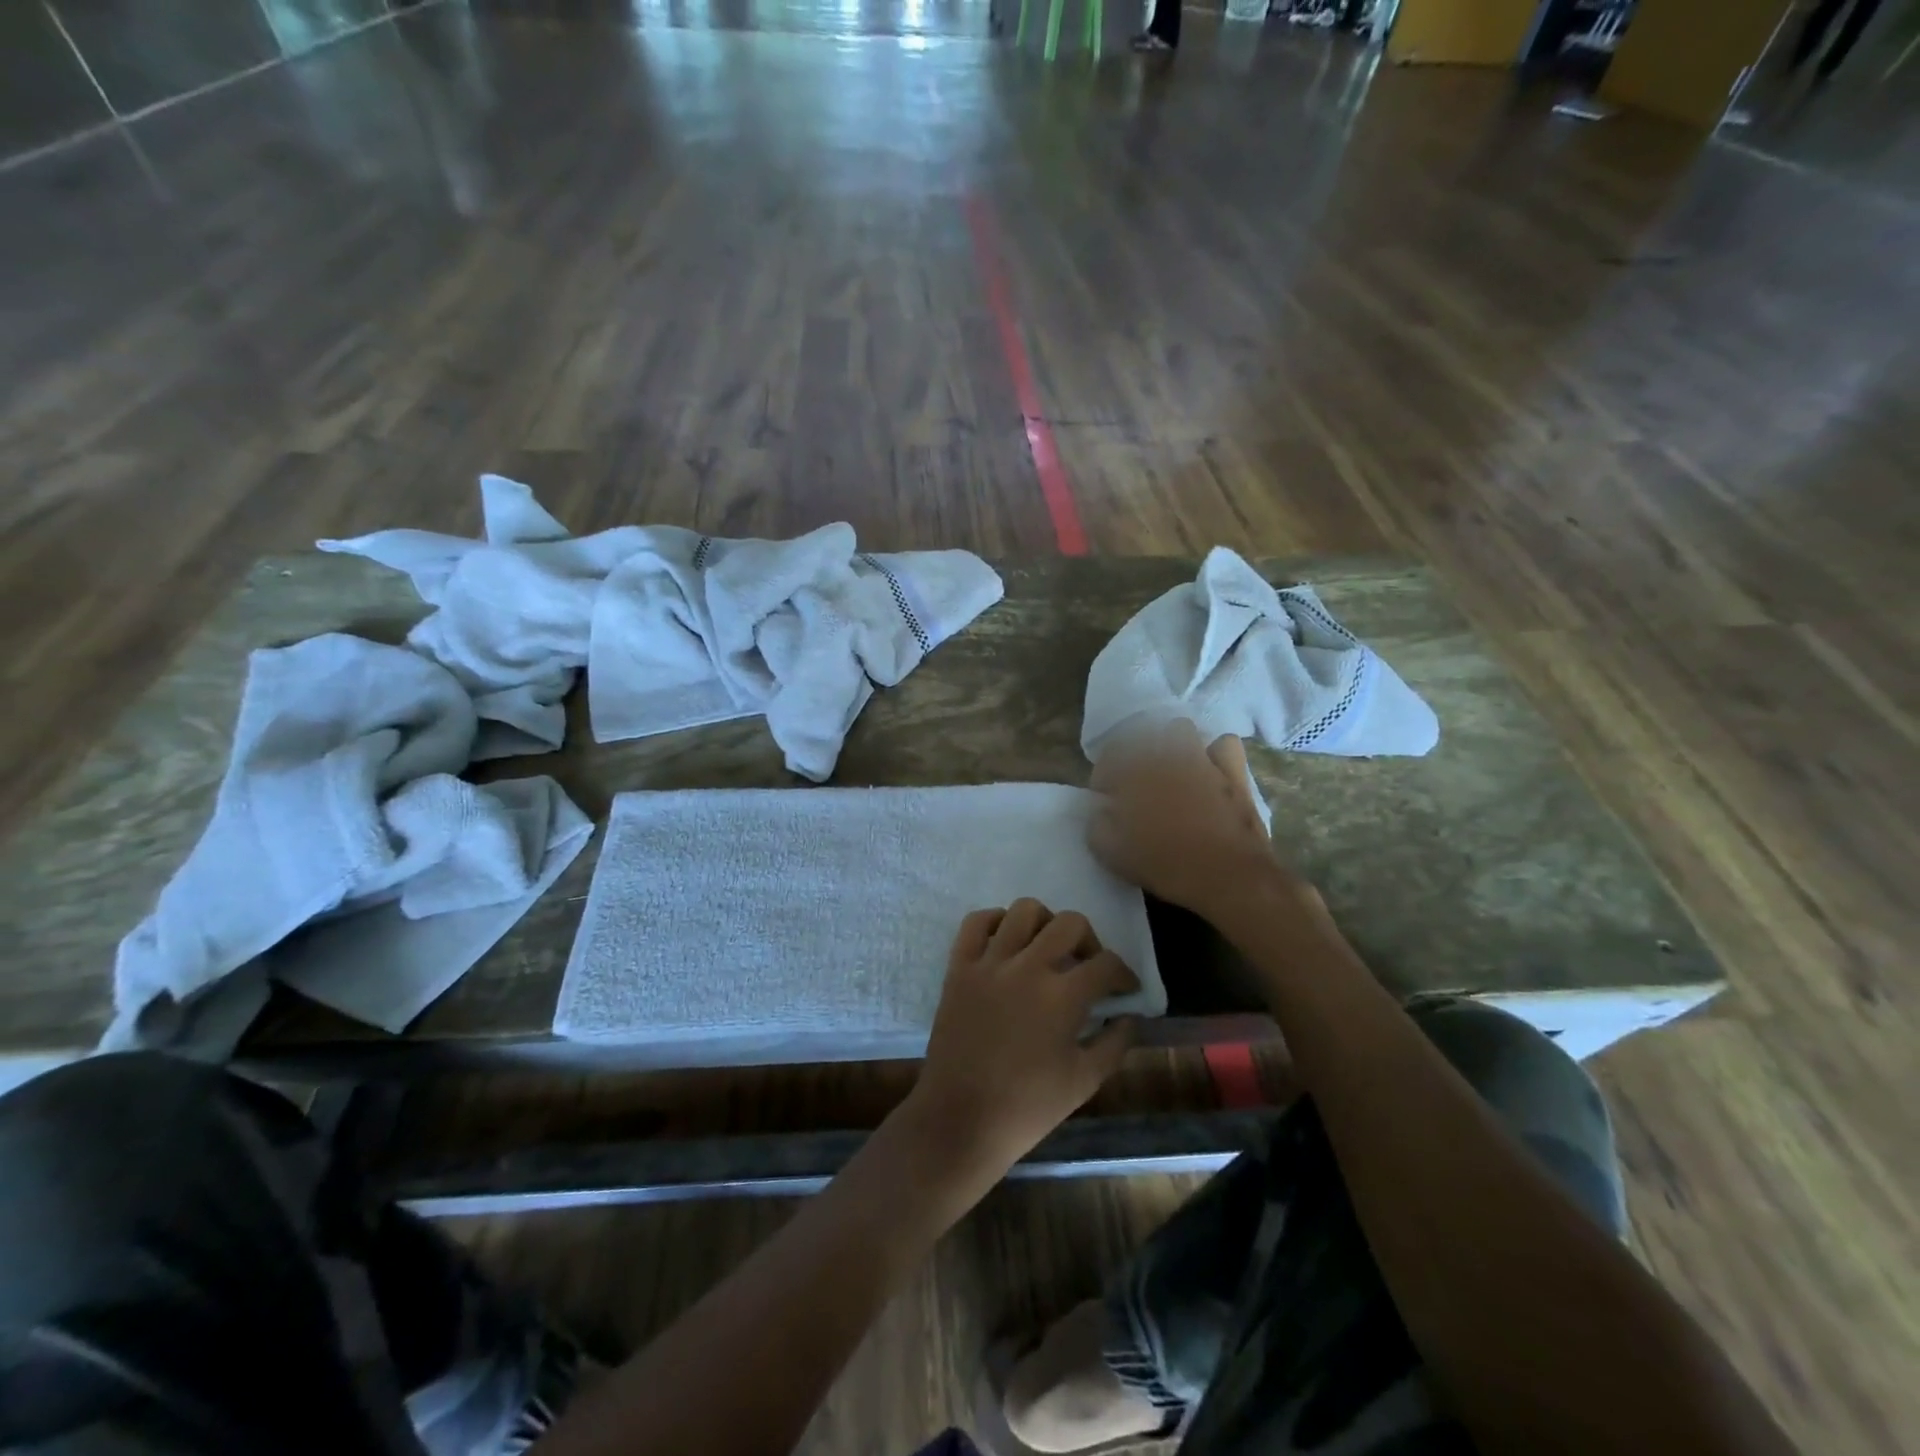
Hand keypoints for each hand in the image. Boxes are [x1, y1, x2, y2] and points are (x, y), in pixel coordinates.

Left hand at [909, 899, 1139, 1178]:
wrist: (961, 1118)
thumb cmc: (1027, 1107)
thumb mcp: (1085, 1081)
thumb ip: (1115, 1043)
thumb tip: (1129, 1016)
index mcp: (1062, 996)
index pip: (1106, 964)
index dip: (1124, 974)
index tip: (1125, 988)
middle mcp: (1027, 967)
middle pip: (1070, 923)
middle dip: (1089, 940)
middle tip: (1088, 965)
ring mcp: (989, 962)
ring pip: (1024, 910)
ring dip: (1044, 923)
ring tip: (1046, 948)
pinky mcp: (959, 966)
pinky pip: (976, 922)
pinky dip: (995, 921)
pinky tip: (1006, 941)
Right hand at [1087, 722, 1288, 920]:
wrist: (1226, 876)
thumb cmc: (1163, 863)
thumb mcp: (1109, 851)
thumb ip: (1096, 823)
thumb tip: (1100, 810)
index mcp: (1132, 770)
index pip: (1108, 756)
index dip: (1103, 777)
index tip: (1105, 799)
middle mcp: (1165, 755)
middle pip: (1141, 735)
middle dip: (1134, 754)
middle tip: (1135, 782)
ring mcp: (1201, 760)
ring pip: (1181, 730)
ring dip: (1171, 744)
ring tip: (1170, 769)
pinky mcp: (1233, 773)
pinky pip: (1223, 745)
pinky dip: (1214, 753)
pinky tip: (1209, 771)